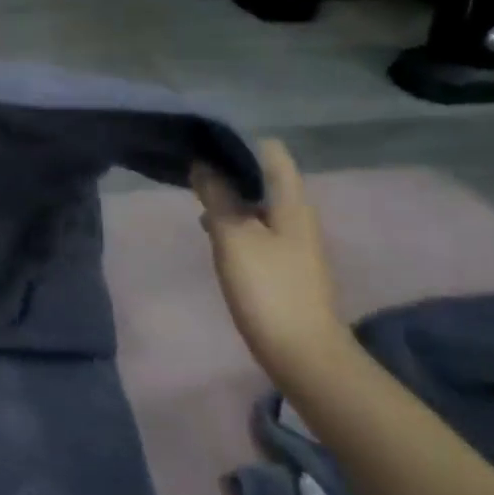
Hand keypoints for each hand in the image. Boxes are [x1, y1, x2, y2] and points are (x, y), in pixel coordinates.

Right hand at [190, 140, 348, 371]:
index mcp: (291, 201)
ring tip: (196, 198)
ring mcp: (294, 240)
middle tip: (191, 170)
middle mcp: (298, 214)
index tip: (203, 144)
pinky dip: (236, 221)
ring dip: (230, 196)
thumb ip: (218, 197)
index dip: (237, 143)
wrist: (302, 352)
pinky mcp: (285, 263)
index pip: (270, 152)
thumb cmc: (267, 288)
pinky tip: (213, 232)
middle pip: (264, 176)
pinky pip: (258, 227)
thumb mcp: (234, 236)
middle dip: (229, 169)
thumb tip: (203, 165)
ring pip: (259, 203)